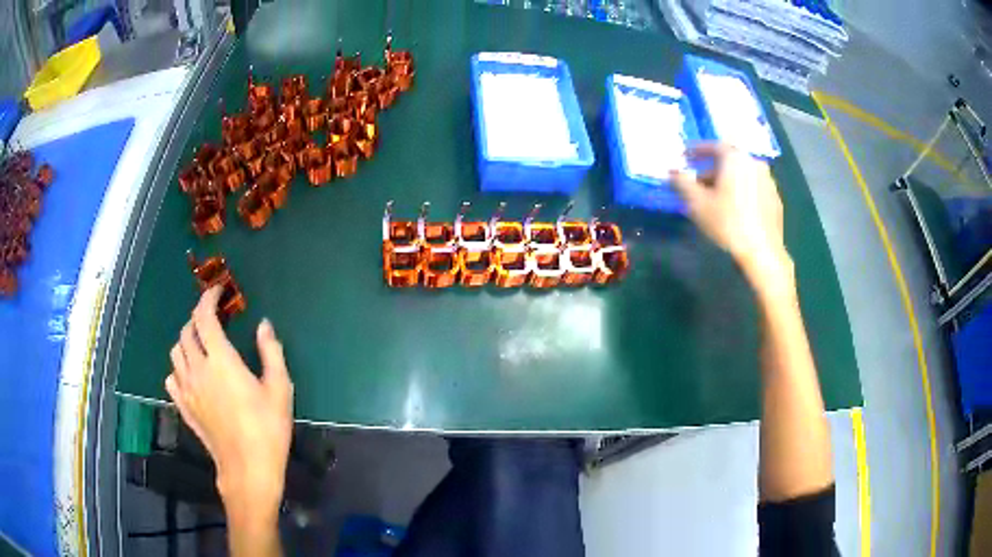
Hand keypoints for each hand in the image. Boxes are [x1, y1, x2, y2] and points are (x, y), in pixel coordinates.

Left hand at [166, 286, 293, 515]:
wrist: (248, 469)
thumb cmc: (268, 428)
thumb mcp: (280, 389)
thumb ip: (271, 351)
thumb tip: (264, 325)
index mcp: (221, 360)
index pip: (204, 317)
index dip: (208, 299)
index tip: (217, 292)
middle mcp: (197, 369)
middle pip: (186, 332)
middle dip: (197, 320)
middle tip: (213, 321)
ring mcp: (187, 390)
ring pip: (175, 353)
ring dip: (186, 342)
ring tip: (200, 346)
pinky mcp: (184, 408)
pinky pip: (171, 378)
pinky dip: (178, 368)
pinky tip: (190, 375)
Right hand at [671, 143, 792, 290]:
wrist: (762, 252)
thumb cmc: (727, 223)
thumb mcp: (696, 203)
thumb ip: (681, 182)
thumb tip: (671, 170)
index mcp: (736, 158)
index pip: (713, 146)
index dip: (696, 150)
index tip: (685, 157)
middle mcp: (755, 163)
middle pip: (730, 160)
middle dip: (712, 169)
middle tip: (698, 182)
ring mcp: (768, 181)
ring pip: (743, 174)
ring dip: (728, 180)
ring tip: (716, 197)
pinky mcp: (776, 199)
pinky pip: (754, 188)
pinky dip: (742, 192)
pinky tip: (735, 209)